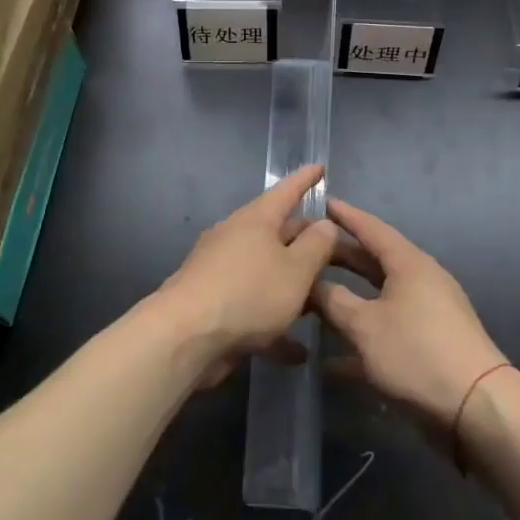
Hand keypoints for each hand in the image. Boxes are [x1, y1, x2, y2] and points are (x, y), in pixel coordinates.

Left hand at [156, 164, 338, 384]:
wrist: (185, 336)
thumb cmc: (248, 293)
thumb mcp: (296, 271)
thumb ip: (316, 246)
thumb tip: (324, 223)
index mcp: (256, 220)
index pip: (286, 191)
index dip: (306, 179)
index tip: (320, 167)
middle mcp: (235, 237)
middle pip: (277, 232)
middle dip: (304, 240)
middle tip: (333, 248)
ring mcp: (220, 270)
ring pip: (265, 270)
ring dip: (291, 284)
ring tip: (320, 300)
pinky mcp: (212, 303)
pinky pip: (252, 305)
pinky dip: (274, 321)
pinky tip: (296, 351)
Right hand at [313, 198, 507, 430]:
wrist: (475, 407)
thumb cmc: (415, 352)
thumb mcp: (364, 325)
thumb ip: (332, 300)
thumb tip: (311, 283)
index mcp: (408, 263)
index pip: (371, 228)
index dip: (344, 216)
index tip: (320, 201)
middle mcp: (420, 280)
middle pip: (373, 262)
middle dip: (339, 258)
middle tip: (306, 252)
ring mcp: (427, 313)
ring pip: (378, 297)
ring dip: (347, 299)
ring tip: (311, 298)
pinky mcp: (429, 344)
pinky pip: (386, 330)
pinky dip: (361, 338)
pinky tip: (330, 361)